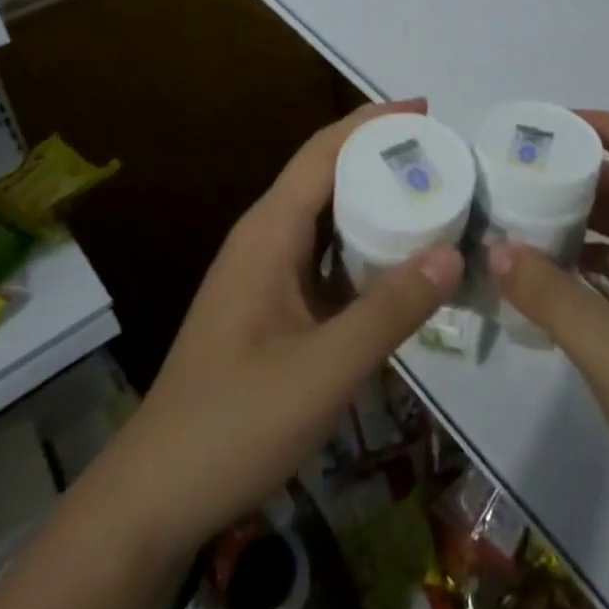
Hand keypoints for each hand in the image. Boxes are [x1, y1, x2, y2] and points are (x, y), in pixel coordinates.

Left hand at [119, 99, 463, 562]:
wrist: (155, 499)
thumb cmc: (233, 425)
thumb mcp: (323, 371)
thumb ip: (390, 312)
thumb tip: (454, 253)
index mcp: (268, 233)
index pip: (323, 152)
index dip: (373, 122)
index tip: (426, 109)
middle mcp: (264, 239)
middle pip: (326, 174)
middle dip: (381, 155)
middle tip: (444, 158)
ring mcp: (265, 273)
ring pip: (326, 215)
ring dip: (374, 198)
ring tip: (434, 197)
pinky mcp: (271, 305)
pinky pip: (325, 254)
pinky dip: (363, 243)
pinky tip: (399, 261)